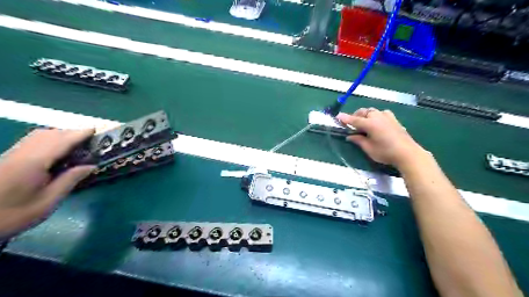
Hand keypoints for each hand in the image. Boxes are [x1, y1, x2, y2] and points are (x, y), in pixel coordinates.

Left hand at [0, 128, 94, 238]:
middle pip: (49, 135)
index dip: (78, 134)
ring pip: (38, 136)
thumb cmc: (12, 215)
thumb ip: (70, 180)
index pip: (60, 142)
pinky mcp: (7, 160)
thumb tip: (91, 166)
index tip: (95, 130)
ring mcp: (12, 156)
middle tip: (91, 139)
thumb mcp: (47, 202)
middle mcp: (21, 154)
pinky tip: (57, 150)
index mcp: (33, 163)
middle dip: (71, 133)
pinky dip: (49, 140)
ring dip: (60, 135)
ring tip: (77, 144)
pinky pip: (32, 142)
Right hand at [337, 108, 426, 168]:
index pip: (354, 120)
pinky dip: (375, 116)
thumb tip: (350, 136)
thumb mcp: (369, 148)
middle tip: (351, 125)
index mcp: (370, 124)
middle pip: (363, 112)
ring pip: (372, 111)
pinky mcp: (394, 119)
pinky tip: (377, 123)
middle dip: (355, 116)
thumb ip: (358, 140)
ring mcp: (387, 117)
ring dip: (365, 115)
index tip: (337, 116)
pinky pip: (381, 113)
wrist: (408, 153)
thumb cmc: (386, 152)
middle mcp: (377, 117)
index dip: (345, 118)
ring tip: (363, 124)